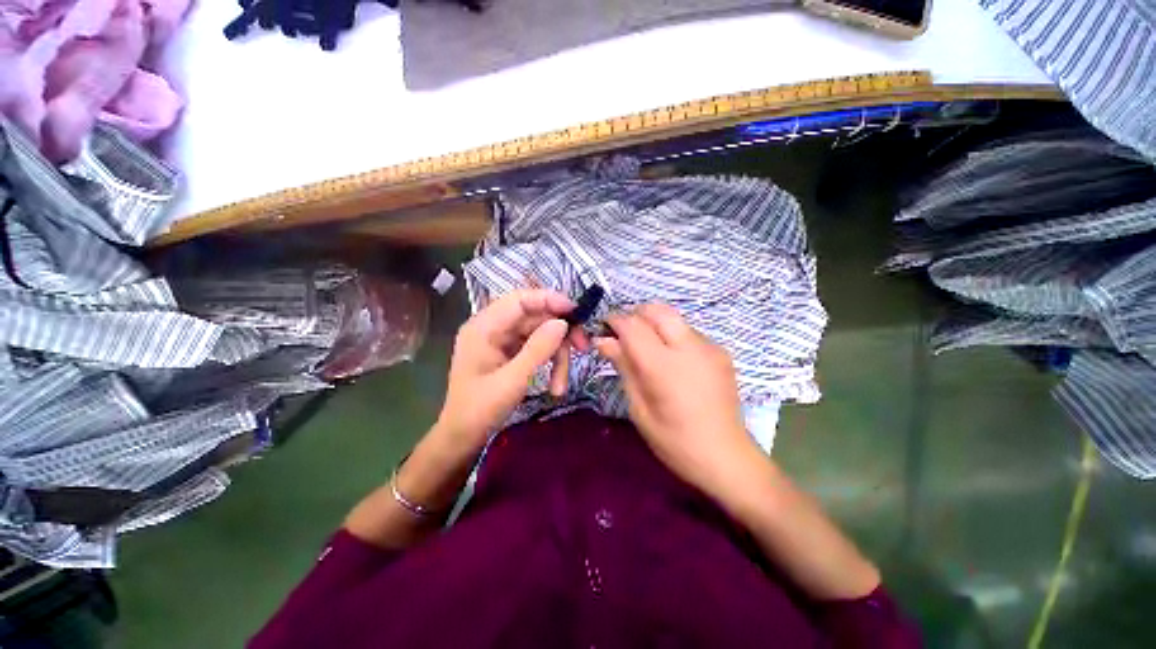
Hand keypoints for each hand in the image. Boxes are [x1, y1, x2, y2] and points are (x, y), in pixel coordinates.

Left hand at [436, 289, 588, 446]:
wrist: (461, 437)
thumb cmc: (480, 409)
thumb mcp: (513, 380)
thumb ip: (538, 349)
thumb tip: (563, 323)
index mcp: (483, 327)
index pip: (519, 299)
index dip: (549, 300)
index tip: (577, 312)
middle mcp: (489, 328)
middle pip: (532, 317)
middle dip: (558, 334)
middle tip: (583, 349)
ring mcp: (497, 343)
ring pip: (536, 335)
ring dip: (555, 356)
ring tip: (561, 386)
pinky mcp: (504, 357)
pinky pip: (532, 349)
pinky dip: (546, 364)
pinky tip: (554, 386)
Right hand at [595, 304, 760, 497]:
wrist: (723, 454)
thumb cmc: (675, 442)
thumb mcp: (641, 409)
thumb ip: (625, 369)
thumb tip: (605, 341)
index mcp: (664, 365)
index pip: (633, 325)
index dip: (615, 322)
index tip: (604, 331)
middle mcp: (689, 347)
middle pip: (657, 310)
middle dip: (637, 316)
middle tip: (626, 339)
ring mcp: (709, 347)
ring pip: (676, 320)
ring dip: (658, 327)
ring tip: (651, 354)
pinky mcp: (722, 353)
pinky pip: (692, 334)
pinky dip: (677, 339)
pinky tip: (676, 366)